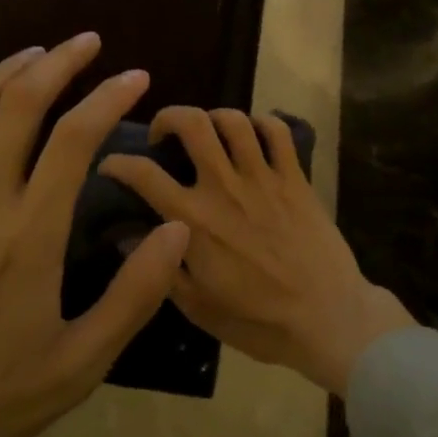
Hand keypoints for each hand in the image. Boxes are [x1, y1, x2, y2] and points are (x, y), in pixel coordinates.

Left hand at [0, 34, 189, 436]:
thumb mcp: (80, 364)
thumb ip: (135, 294)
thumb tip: (178, 228)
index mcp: (28, 235)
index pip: (75, 138)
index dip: (109, 97)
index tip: (135, 76)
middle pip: (20, 106)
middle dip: (59, 63)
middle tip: (88, 42)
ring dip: (5, 72)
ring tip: (37, 52)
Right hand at [100, 108, 413, 396]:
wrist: (326, 318)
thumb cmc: (258, 320)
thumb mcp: (198, 307)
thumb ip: (160, 268)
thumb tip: (125, 236)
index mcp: (193, 219)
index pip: (144, 174)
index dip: (119, 162)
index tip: (111, 163)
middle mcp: (224, 187)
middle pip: (192, 124)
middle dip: (169, 116)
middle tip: (164, 134)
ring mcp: (263, 177)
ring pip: (234, 120)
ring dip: (214, 117)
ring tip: (209, 133)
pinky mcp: (295, 177)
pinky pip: (278, 131)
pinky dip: (263, 122)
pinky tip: (254, 134)